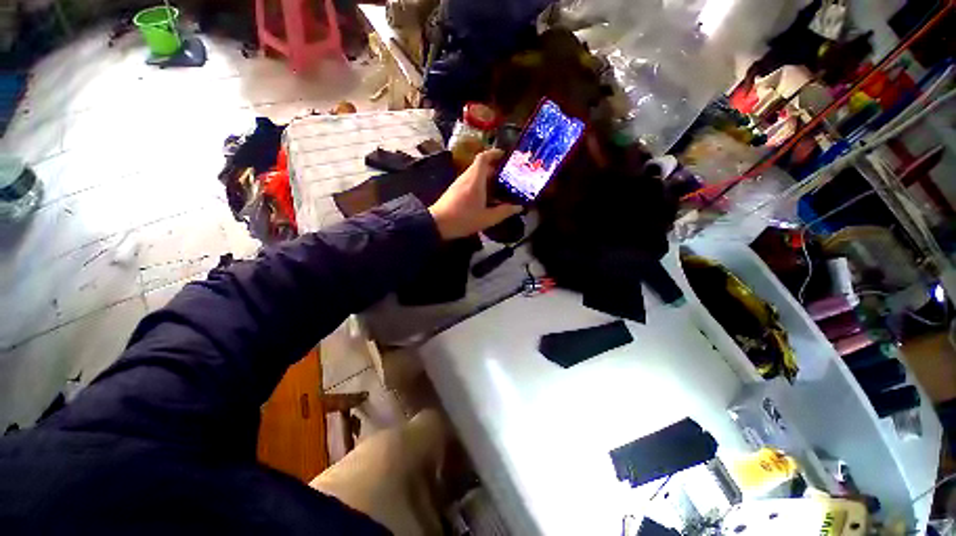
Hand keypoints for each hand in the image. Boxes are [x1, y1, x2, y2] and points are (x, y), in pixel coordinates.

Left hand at [429, 149, 521, 239]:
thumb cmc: (463, 219)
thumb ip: (504, 211)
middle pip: (481, 166)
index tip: (505, 155)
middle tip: (508, 176)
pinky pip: (470, 181)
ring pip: (475, 174)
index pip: (484, 158)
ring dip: (487, 177)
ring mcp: (459, 183)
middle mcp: (466, 177)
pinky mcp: (454, 190)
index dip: (494, 153)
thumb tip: (518, 207)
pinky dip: (480, 183)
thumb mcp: (487, 218)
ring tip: (500, 186)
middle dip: (495, 168)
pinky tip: (486, 196)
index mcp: (475, 180)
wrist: (437, 224)